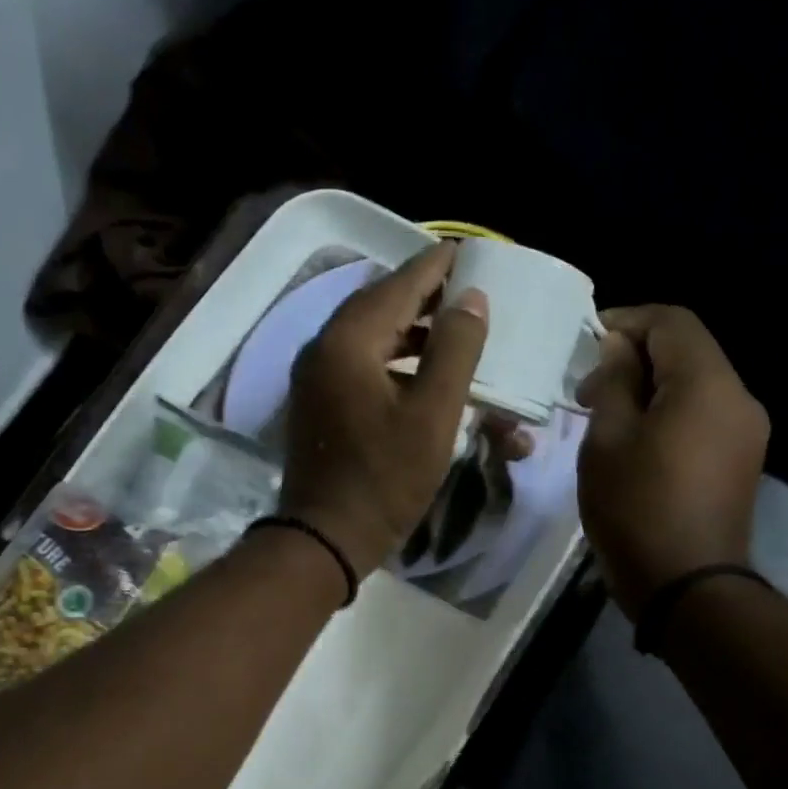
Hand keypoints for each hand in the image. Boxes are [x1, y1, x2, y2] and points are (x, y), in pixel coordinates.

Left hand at [280, 242, 489, 577]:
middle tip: (465, 291)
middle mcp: (323, 348)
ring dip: (411, 331)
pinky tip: (421, 372)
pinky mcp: (318, 403)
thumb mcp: (433, 414)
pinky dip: (393, 359)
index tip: (467, 251)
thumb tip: (471, 299)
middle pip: (379, 305)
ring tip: (452, 330)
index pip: (398, 285)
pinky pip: (360, 363)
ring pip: (369, 336)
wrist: (326, 537)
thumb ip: (455, 349)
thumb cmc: (385, 478)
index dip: (436, 266)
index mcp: (348, 341)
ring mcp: (316, 377)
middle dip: (424, 296)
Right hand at [577, 305, 769, 617]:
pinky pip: (703, 415)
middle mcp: (739, 398)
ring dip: (650, 386)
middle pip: (688, 351)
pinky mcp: (741, 460)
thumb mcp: (608, 440)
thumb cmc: (637, 509)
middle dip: (635, 357)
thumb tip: (619, 346)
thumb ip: (615, 381)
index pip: (672, 322)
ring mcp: (746, 431)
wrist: (687, 586)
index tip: (587, 340)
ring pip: (695, 385)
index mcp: (707, 384)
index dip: (627, 320)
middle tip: (588, 388)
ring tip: (606, 416)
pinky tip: (635, 440)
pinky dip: (669, 412)